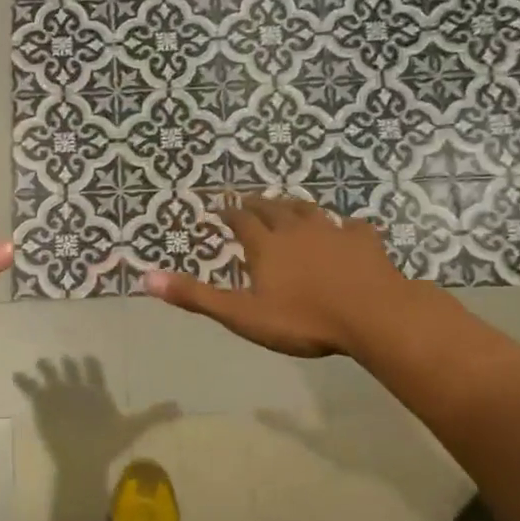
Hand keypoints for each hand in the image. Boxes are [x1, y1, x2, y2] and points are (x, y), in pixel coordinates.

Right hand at [144, 196, 419, 357]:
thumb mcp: (242, 314)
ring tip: (288, 206)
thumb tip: (146, 278)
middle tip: (249, 201)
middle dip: (258, 204)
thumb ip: (197, 296)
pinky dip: (345, 225)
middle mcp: (297, 229)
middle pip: (274, 209)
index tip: (220, 210)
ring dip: (295, 207)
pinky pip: (353, 227)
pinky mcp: (365, 243)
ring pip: (310, 211)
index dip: (228, 214)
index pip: (241, 221)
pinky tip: (347, 228)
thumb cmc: (303, 319)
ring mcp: (334, 232)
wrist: (373, 316)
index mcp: (266, 246)